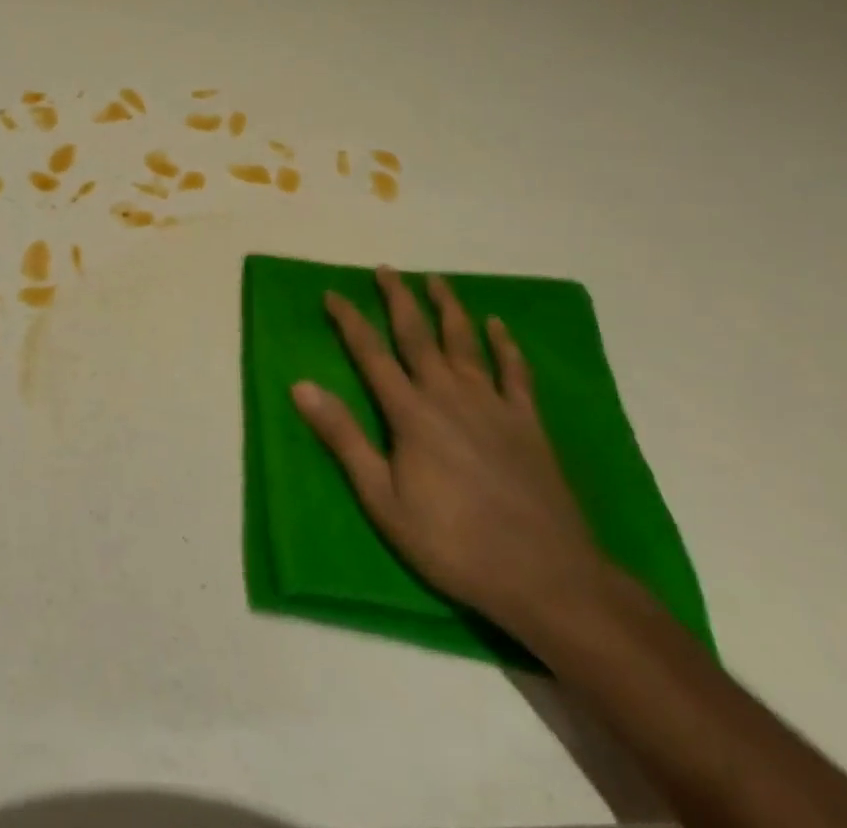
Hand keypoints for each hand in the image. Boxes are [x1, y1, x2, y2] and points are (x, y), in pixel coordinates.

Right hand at [292, 268, 606, 638]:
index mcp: (410, 412)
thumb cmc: (453, 542)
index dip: (349, 320)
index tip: (332, 293)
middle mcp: (448, 394)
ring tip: (436, 280)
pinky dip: (506, 345)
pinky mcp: (527, 422)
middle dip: (398, 298)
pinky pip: (514, 372)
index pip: (371, 353)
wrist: (546, 576)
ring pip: (465, 341)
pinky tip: (498, 326)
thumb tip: (301, 386)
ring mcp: (492, 404)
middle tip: (385, 269)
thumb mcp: (383, 499)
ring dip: (448, 307)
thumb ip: (343, 438)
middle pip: (418, 334)